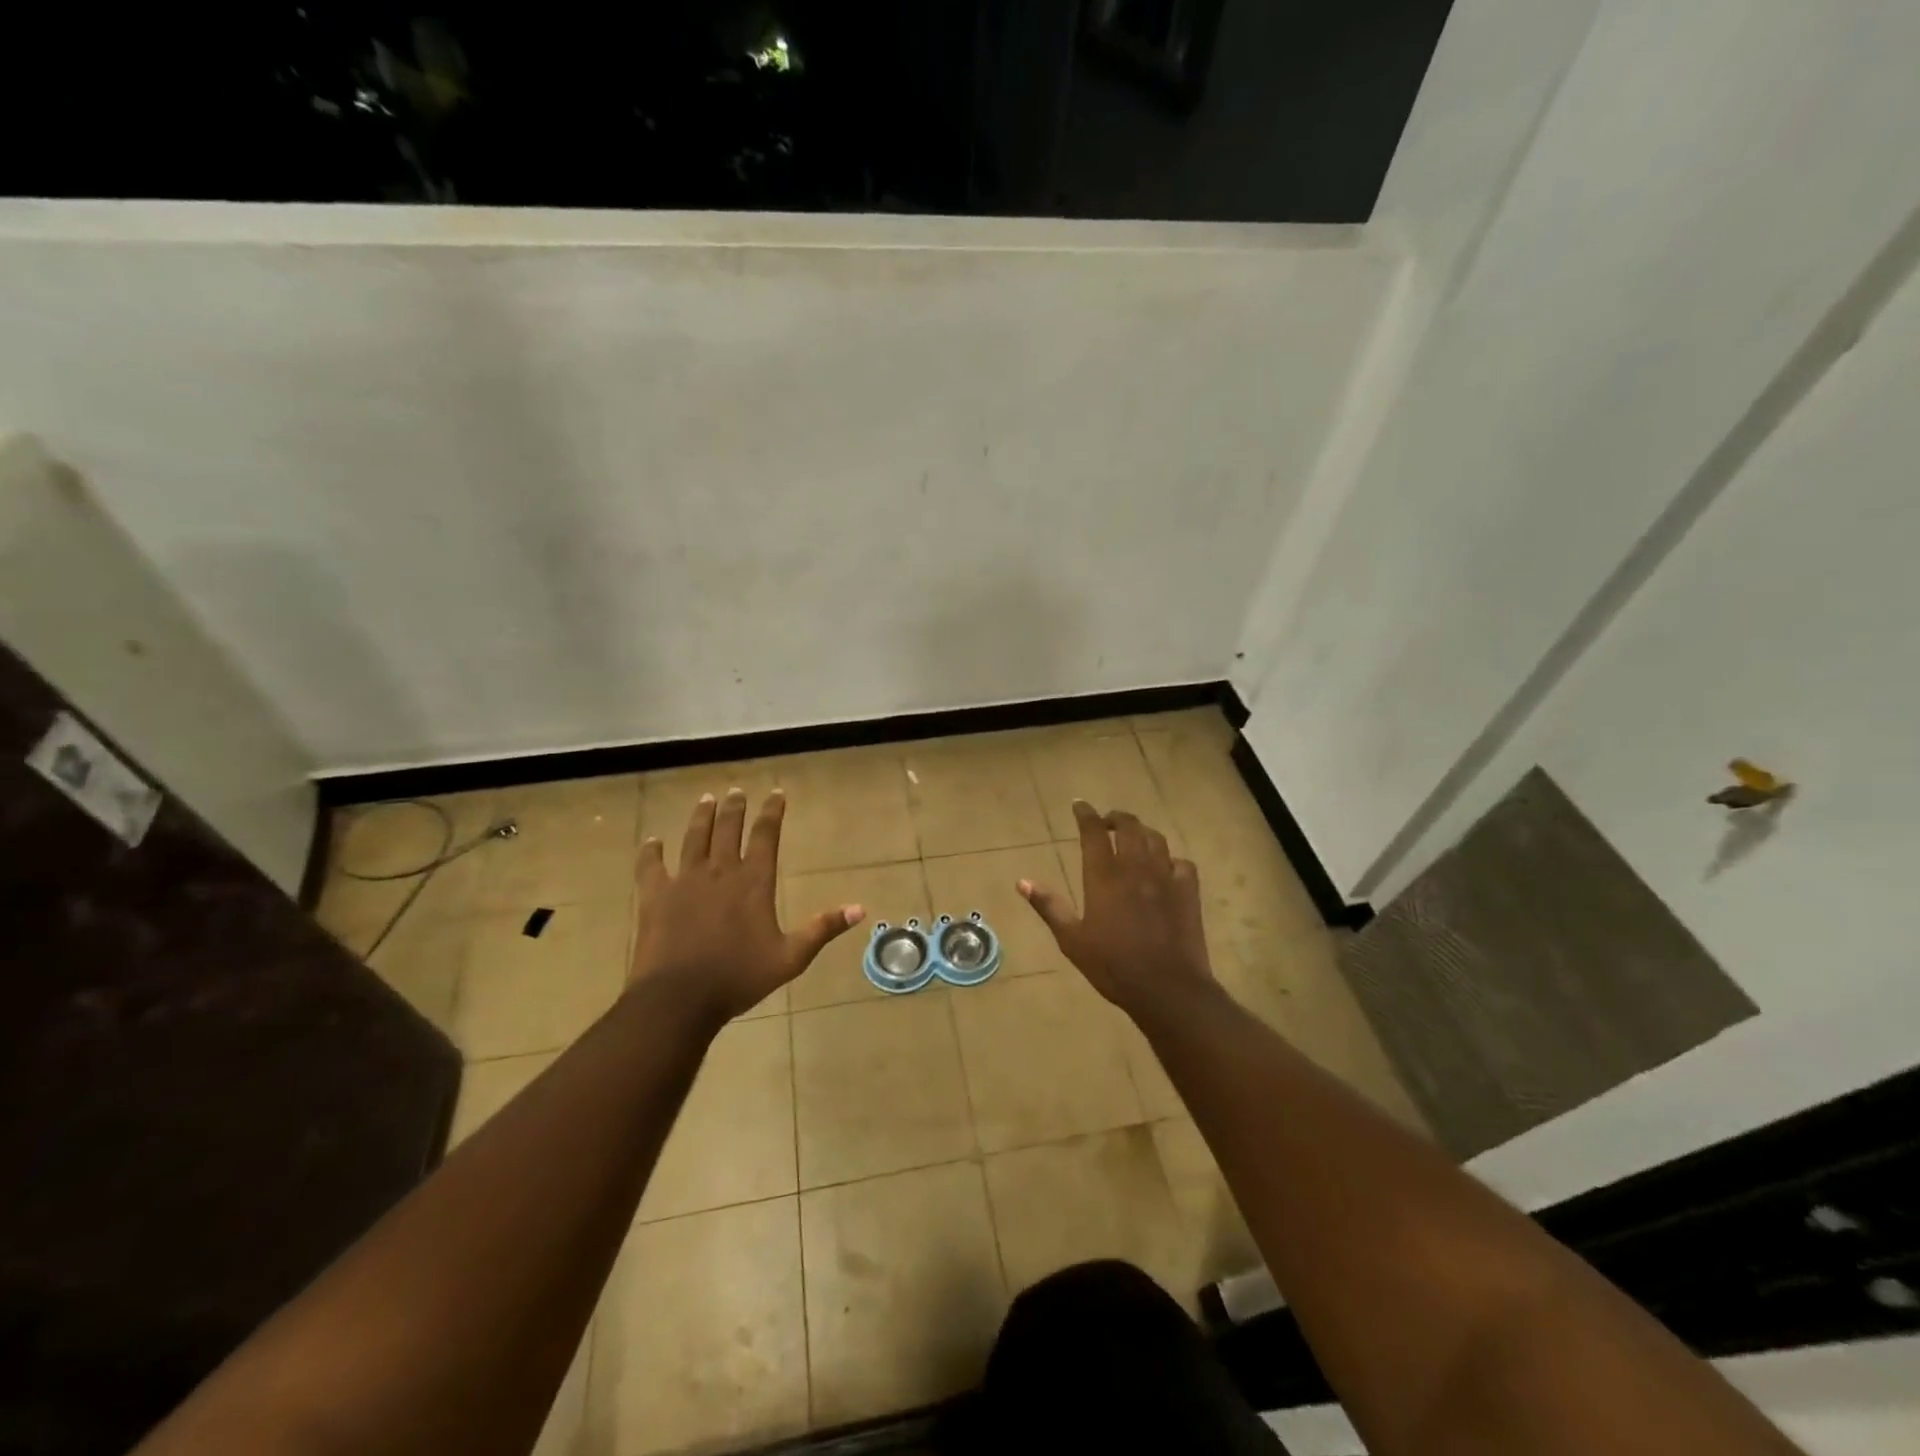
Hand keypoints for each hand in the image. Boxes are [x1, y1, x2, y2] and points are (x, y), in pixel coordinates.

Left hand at [632, 788, 864, 1024]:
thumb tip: (861, 909)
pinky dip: (651, 851)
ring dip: (701, 817)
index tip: (776, 793)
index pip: (766, 834)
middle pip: (728, 828)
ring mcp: (684, 881)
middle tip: (736, 791)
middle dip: (735, 807)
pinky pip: (651, 866)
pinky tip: (652, 841)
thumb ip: (823, 929)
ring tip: (706, 799)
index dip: (772, 811)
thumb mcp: (791, 957)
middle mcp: (720, 871)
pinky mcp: (655, 896)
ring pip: (693, 838)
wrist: (679, 998)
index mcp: (753, 881)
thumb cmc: (739, 977)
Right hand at [1018, 800, 1215, 1021]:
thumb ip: (1049, 906)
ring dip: (1142, 833)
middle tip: (1106, 822)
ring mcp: (1165, 877)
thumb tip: (1022, 882)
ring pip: (1155, 839)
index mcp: (1104, 877)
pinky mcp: (1188, 892)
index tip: (1079, 804)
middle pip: (1129, 826)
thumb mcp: (1072, 940)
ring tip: (1133, 839)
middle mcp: (1135, 868)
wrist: (1167, 988)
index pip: (1093, 832)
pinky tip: (1165, 869)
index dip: (1086, 814)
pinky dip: (1170, 859)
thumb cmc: (1113, 966)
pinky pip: (1181, 863)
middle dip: (1116, 818)